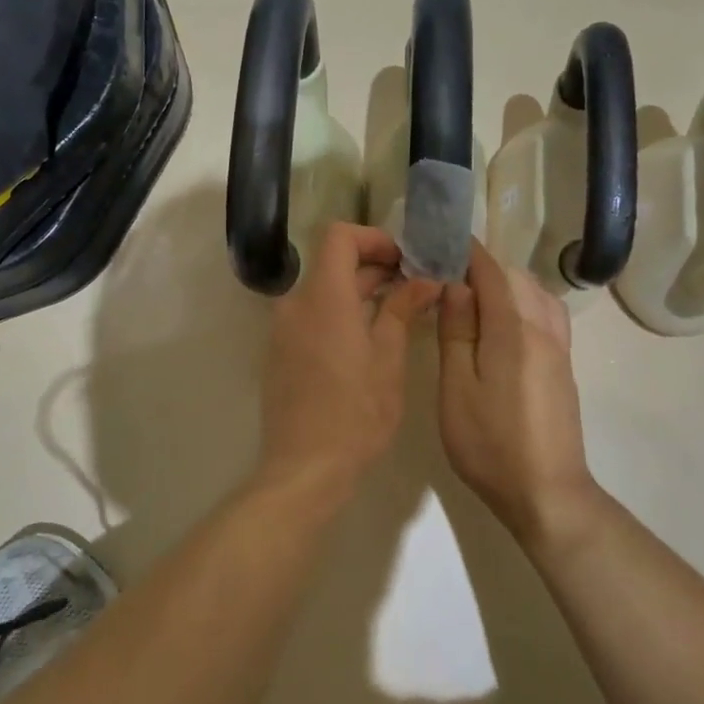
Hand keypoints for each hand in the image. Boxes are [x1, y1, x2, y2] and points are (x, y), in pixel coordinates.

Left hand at [258, 223, 440, 486]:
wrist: (305, 467)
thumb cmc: (355, 413)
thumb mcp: (388, 359)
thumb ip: (401, 310)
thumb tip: (423, 281)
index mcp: (323, 297)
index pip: (339, 236)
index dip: (373, 238)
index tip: (403, 260)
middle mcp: (295, 304)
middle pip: (332, 264)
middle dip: (373, 267)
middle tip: (414, 286)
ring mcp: (283, 329)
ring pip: (323, 292)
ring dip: (358, 292)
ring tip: (398, 312)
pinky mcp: (280, 352)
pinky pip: (311, 316)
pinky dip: (339, 314)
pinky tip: (368, 339)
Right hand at [436, 244, 595, 542]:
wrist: (547, 493)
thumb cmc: (491, 443)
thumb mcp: (458, 388)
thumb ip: (457, 332)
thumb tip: (457, 286)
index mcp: (515, 329)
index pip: (491, 271)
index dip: (465, 252)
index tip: (437, 242)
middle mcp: (544, 329)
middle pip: (516, 278)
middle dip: (482, 267)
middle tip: (443, 275)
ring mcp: (559, 348)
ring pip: (535, 293)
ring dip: (504, 284)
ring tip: (470, 296)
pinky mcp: (563, 367)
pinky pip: (546, 314)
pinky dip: (522, 302)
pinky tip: (501, 322)